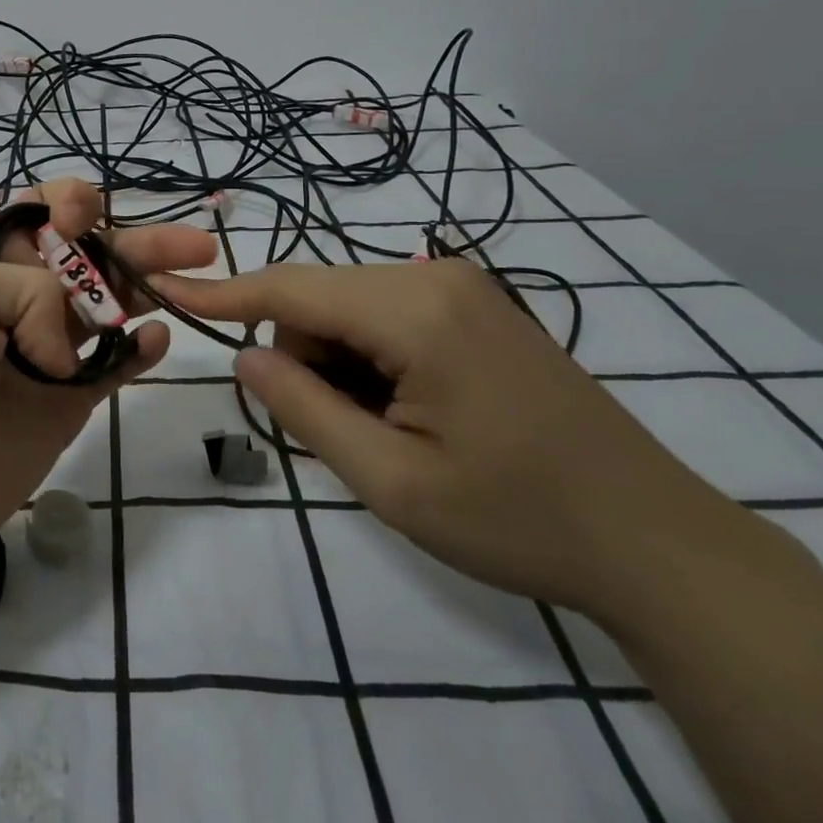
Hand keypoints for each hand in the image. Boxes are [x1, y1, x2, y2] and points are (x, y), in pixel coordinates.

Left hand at [0, 180, 218, 579]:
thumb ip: (28, 288)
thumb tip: (64, 344)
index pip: (34, 215)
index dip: (68, 204)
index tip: (86, 217)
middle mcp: (17, 300)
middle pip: (87, 257)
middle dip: (135, 241)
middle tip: (194, 242)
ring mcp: (45, 352)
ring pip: (109, 307)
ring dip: (150, 288)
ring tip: (192, 276)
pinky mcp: (66, 402)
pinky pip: (113, 367)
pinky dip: (139, 349)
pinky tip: (157, 338)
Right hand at [152, 258, 734, 622]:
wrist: (658, 544)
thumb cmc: (518, 519)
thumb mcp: (391, 480)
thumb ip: (304, 409)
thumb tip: (247, 354)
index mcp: (415, 311)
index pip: (290, 287)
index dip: (221, 291)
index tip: (164, 285)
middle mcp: (436, 278)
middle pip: (319, 300)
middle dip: (305, 359)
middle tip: (346, 436)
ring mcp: (463, 290)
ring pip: (350, 310)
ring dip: (339, 366)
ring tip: (389, 433)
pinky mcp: (478, 311)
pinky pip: (387, 319)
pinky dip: (371, 362)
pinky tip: (413, 415)